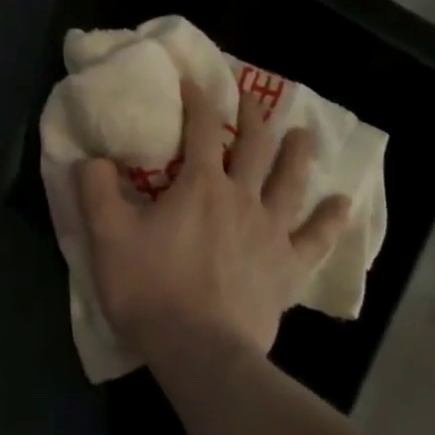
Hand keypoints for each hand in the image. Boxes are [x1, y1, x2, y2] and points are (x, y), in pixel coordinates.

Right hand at [77, 78, 349, 360]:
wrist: (200, 353)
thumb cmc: (151, 288)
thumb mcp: (107, 235)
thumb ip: (96, 188)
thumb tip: (91, 157)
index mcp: (199, 185)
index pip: (201, 128)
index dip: (198, 99)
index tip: (192, 80)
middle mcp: (241, 198)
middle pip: (254, 146)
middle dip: (252, 116)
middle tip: (251, 96)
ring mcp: (270, 233)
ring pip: (290, 183)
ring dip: (297, 154)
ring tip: (303, 134)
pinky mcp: (288, 269)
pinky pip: (316, 239)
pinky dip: (331, 220)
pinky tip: (342, 205)